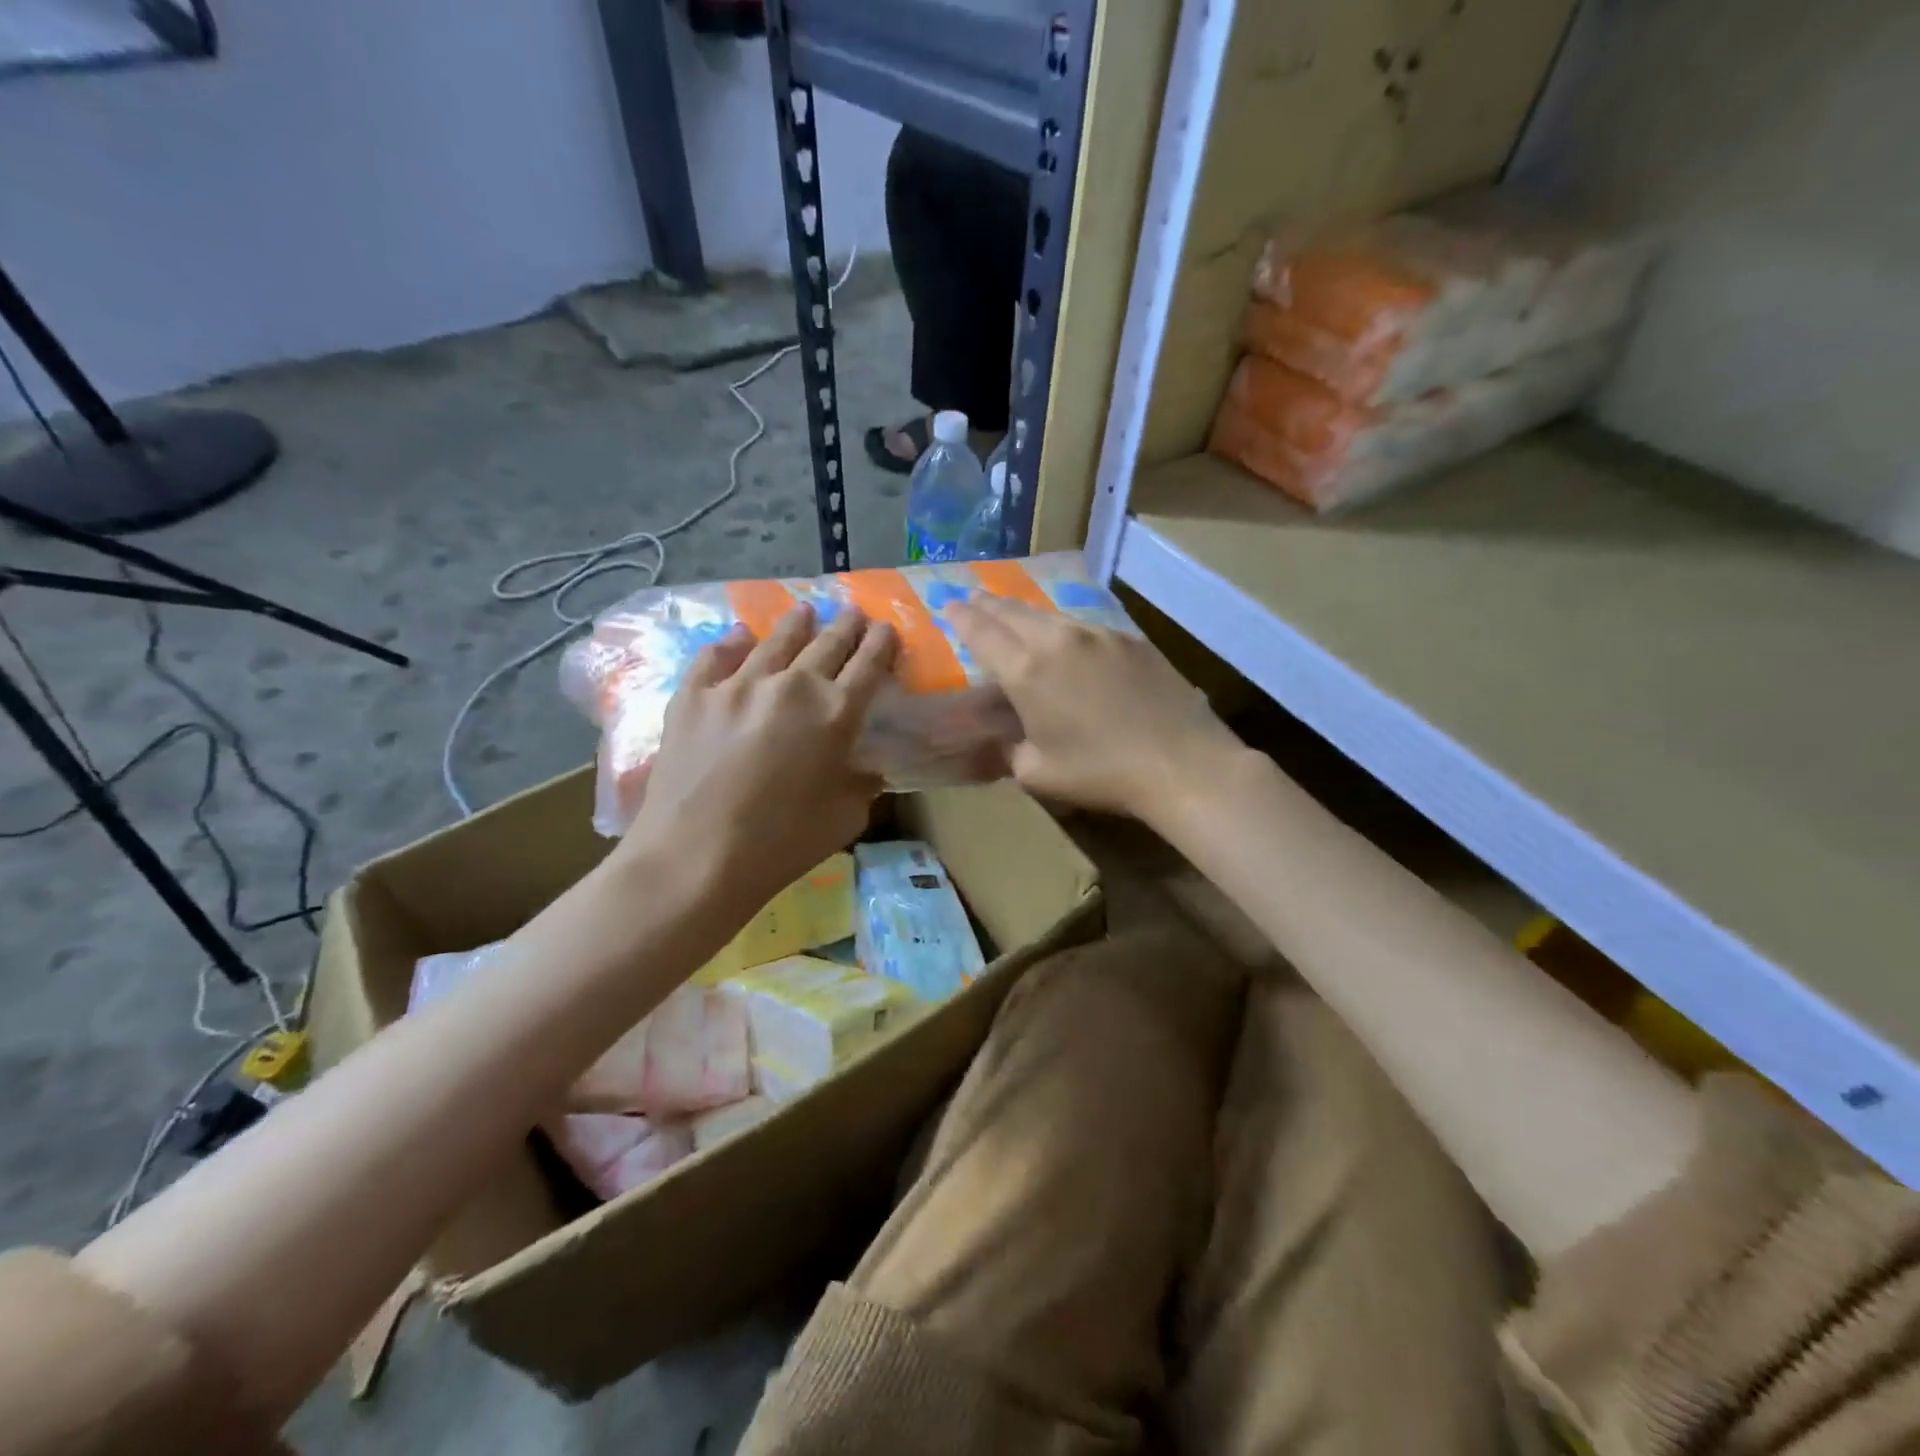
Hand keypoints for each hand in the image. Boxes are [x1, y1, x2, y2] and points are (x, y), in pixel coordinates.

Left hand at [619, 604, 896, 916]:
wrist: (697, 856)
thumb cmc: (783, 844)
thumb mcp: (846, 818)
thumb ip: (862, 783)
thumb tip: (864, 767)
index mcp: (836, 714)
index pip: (868, 665)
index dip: (881, 644)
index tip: (886, 629)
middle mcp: (792, 686)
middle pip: (827, 643)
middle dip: (846, 626)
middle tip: (853, 614)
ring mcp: (738, 685)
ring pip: (775, 640)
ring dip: (796, 624)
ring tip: (804, 612)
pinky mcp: (694, 695)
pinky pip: (717, 656)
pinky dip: (732, 642)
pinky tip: (740, 635)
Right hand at [950, 597, 1243, 824]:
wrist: (1181, 763)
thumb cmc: (1101, 773)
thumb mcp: (1037, 773)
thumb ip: (1010, 748)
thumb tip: (1007, 735)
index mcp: (1027, 670)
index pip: (983, 631)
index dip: (962, 617)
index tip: (949, 606)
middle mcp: (1059, 640)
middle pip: (1014, 611)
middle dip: (988, 604)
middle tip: (974, 600)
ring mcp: (1099, 635)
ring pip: (1051, 615)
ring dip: (1026, 614)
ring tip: (1015, 616)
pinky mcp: (1131, 640)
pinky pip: (1085, 627)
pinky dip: (1064, 629)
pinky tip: (1067, 641)